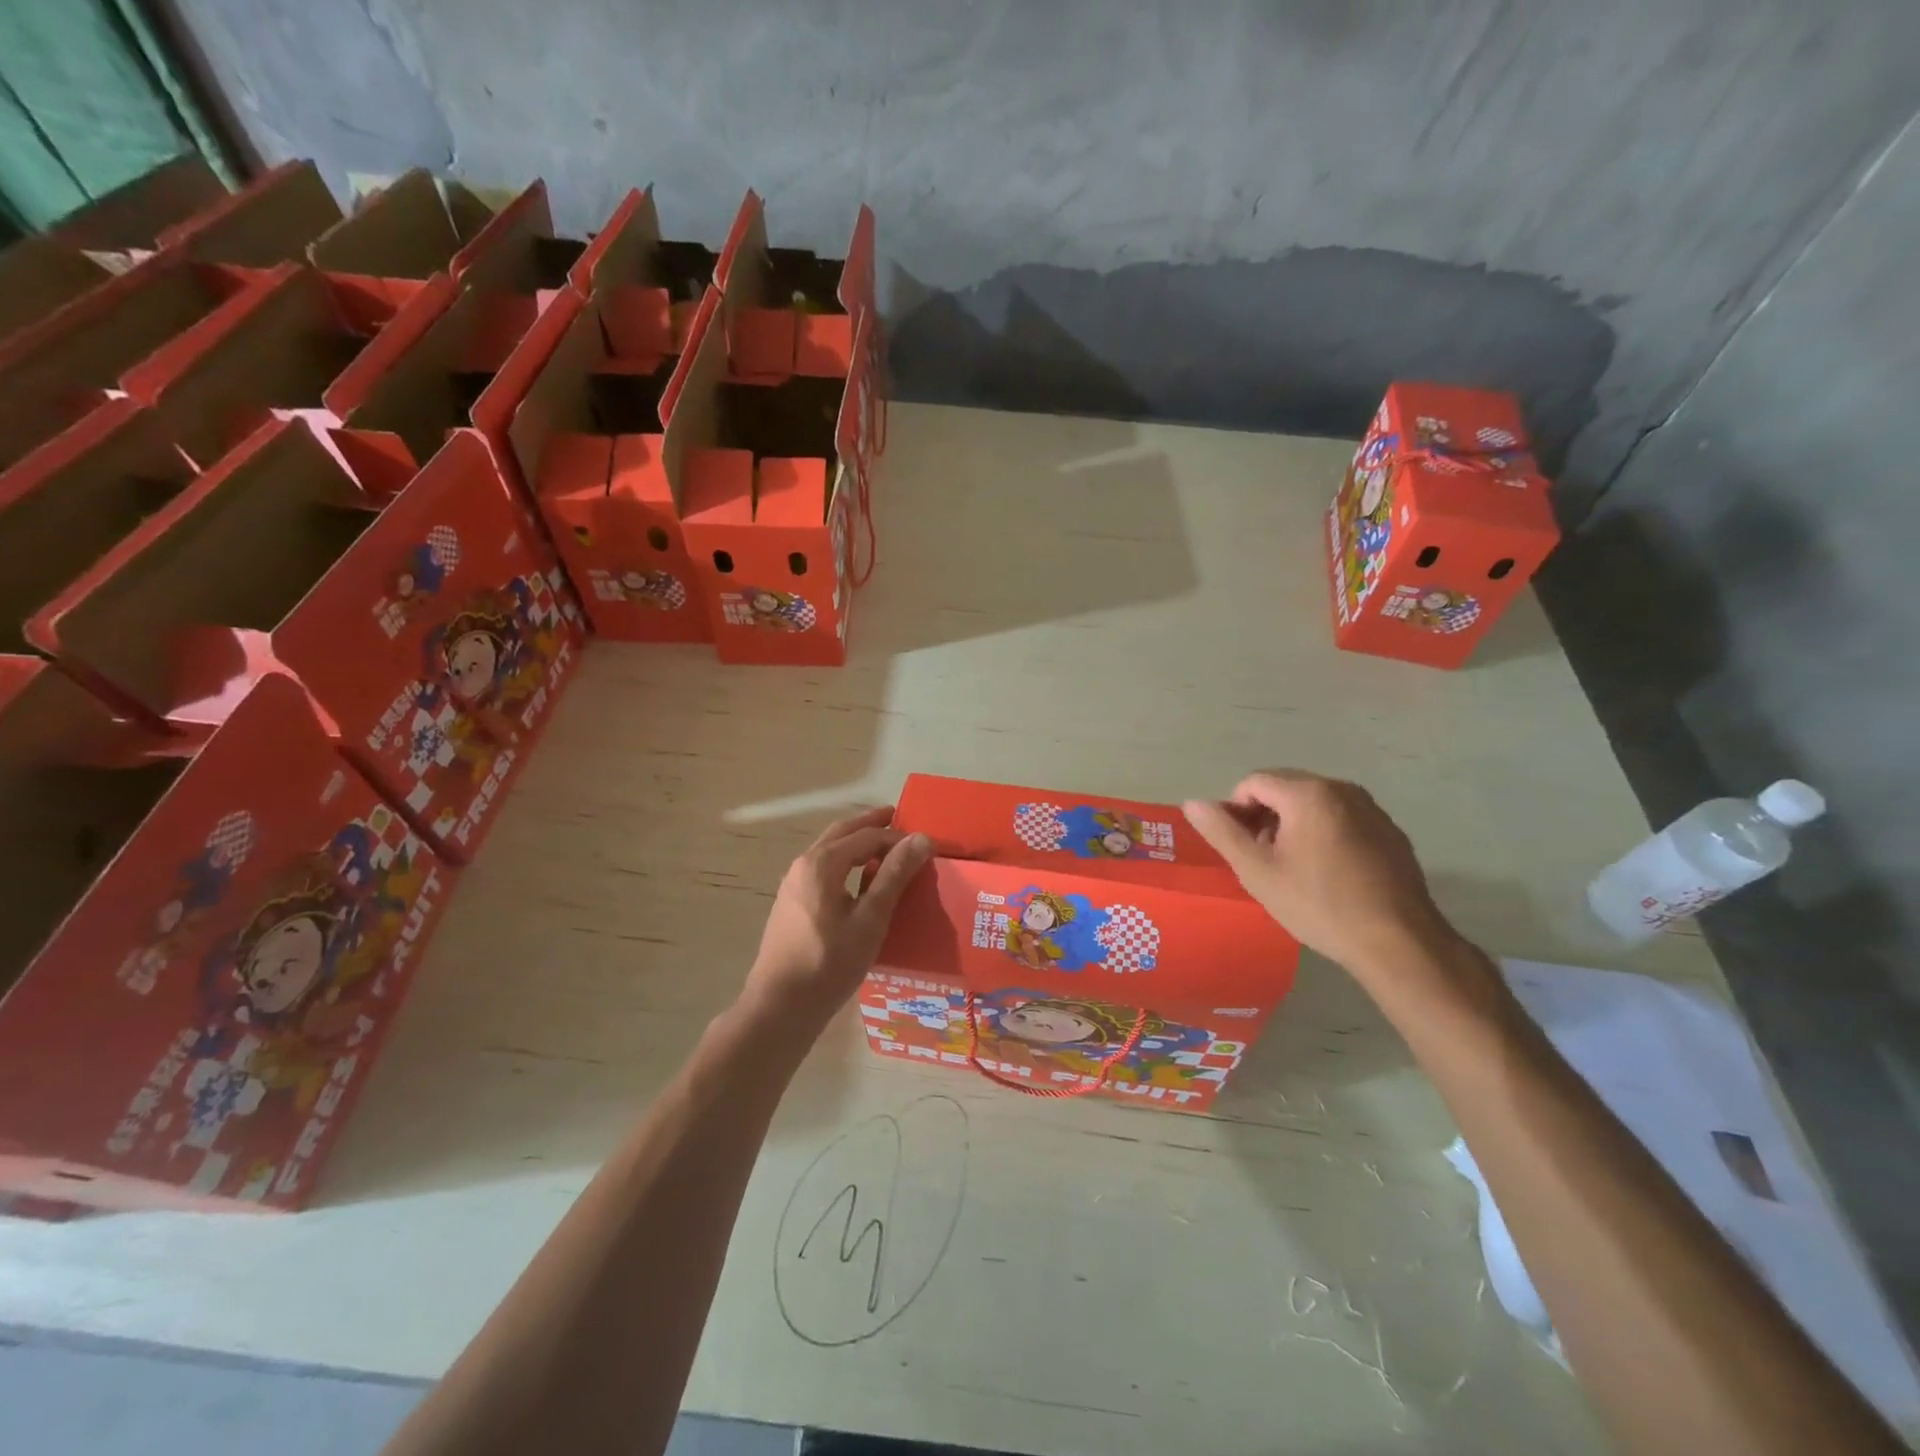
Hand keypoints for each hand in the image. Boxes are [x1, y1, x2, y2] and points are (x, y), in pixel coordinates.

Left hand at [744, 806, 933, 1027]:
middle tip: (898, 818)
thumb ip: (894, 876)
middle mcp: (803, 864)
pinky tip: (859, 881)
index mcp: (822, 862)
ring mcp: (793, 884)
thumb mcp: (870, 919)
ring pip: (830, 850)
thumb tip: (921, 838)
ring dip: (857, 843)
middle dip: (871, 824)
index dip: (898, 837)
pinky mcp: (791, 903)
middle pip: (842, 833)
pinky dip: (845, 862)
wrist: (780, 1006)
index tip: (924, 844)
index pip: (867, 836)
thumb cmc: (829, 962)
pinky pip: (823, 869)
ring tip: (884, 847)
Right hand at [1183, 771, 1455, 976]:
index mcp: (1308, 793)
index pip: (1253, 782)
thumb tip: (1192, 802)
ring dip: (1293, 825)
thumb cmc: (1318, 904)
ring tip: (1294, 869)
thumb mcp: (1257, 871)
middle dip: (1265, 816)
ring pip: (1314, 803)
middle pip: (1285, 788)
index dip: (1236, 811)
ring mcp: (1371, 809)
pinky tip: (1328, 874)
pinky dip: (1325, 834)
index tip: (1241, 849)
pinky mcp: (1390, 832)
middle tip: (1263, 860)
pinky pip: (1343, 819)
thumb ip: (1222, 831)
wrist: (1398, 942)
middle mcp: (1342, 789)